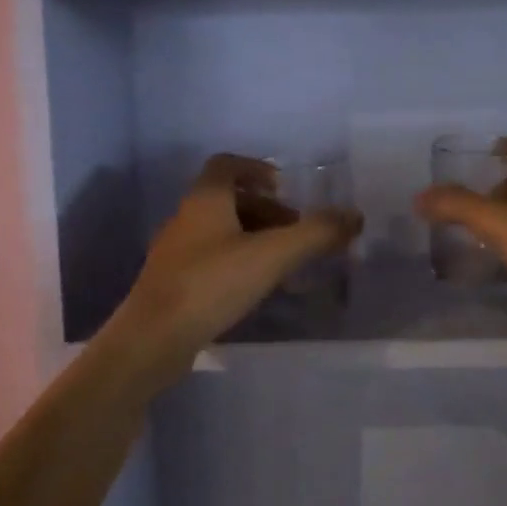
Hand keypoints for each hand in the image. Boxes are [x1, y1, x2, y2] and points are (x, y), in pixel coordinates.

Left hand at [110, 154, 362, 381]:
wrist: (151, 340)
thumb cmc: (211, 284)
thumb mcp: (272, 255)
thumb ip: (315, 234)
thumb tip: (355, 216)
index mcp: (205, 199)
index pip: (226, 164)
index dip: (256, 169)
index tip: (284, 188)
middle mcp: (186, 218)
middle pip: (227, 199)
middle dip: (265, 210)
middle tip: (294, 231)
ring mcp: (176, 252)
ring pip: (220, 231)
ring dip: (253, 237)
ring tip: (282, 263)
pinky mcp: (173, 283)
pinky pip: (211, 259)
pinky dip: (238, 262)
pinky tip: (255, 288)